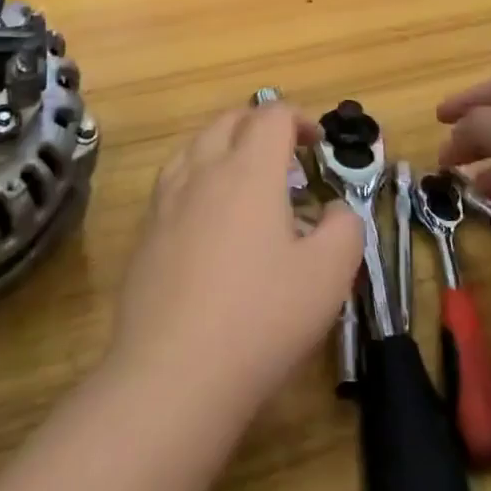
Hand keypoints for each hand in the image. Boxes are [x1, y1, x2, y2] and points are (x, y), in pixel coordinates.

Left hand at [109, 105, 363, 411]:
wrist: (173, 374)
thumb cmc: (261, 318)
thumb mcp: (329, 275)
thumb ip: (344, 228)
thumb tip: (334, 210)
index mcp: (248, 171)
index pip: (271, 115)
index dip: (298, 117)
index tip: (316, 143)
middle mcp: (203, 172)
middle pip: (228, 120)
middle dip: (259, 124)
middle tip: (284, 153)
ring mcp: (166, 202)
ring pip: (194, 146)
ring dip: (224, 145)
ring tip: (244, 176)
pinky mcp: (146, 234)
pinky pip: (173, 182)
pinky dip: (197, 177)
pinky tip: (208, 217)